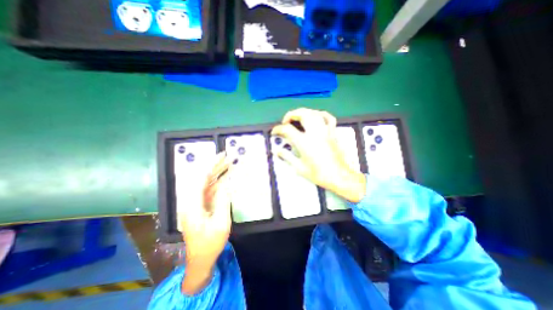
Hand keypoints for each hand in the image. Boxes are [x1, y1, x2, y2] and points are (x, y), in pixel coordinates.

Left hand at [180, 153, 231, 295]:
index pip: (199, 178)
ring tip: (228, 163)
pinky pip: (209, 190)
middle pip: (201, 178)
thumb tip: (227, 183)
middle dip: (214, 166)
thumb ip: (223, 201)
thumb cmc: (210, 243)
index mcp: (192, 205)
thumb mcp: (221, 223)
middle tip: (227, 157)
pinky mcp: (200, 206)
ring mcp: (195, 203)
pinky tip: (225, 177)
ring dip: (216, 172)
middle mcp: (190, 201)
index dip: (210, 165)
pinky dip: (217, 182)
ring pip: (205, 183)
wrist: (200, 260)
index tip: (221, 156)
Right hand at [272, 107, 365, 201]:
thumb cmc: (318, 173)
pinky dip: (321, 114)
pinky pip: (328, 118)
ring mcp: (325, 131)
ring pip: (314, 113)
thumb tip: (276, 150)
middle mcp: (314, 133)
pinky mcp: (332, 133)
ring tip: (298, 117)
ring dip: (304, 112)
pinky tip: (316, 116)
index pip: (287, 129)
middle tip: (286, 121)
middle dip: (291, 114)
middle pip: (302, 114)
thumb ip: (286, 156)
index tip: (274, 132)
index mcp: (304, 142)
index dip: (278, 129)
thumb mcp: (299, 167)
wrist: (338, 176)